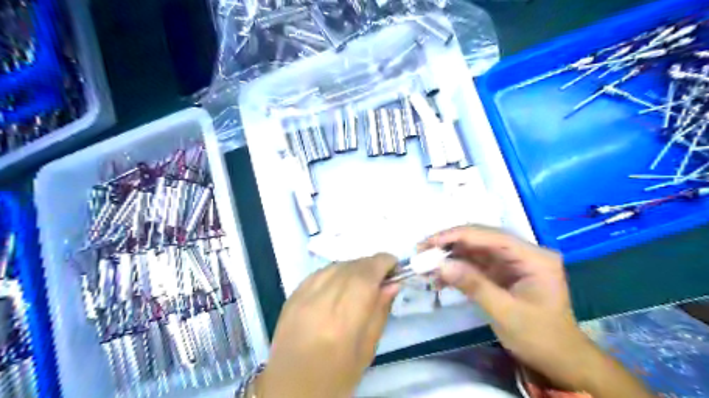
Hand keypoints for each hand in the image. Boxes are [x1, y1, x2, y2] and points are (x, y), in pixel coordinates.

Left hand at [254, 255, 397, 397]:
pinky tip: (341, 283)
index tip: (395, 266)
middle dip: (371, 264)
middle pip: (352, 266)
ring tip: (363, 280)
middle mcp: (322, 301)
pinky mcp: (292, 296)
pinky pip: (320, 272)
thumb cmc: (335, 378)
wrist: (289, 389)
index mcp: (344, 320)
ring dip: (354, 267)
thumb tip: (392, 284)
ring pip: (336, 265)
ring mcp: (303, 296)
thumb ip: (380, 312)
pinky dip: (336, 272)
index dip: (383, 263)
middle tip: (383, 275)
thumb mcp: (367, 350)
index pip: (367, 275)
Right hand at [419, 227, 593, 387]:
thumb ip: (474, 285)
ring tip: (425, 264)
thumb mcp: (506, 313)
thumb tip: (440, 265)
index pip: (491, 236)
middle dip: (450, 243)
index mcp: (533, 257)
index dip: (458, 236)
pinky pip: (475, 264)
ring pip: (474, 250)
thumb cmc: (540, 338)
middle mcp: (522, 253)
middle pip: (481, 239)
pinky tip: (439, 278)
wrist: (558, 361)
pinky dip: (456, 269)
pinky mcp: (501, 272)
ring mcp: (511, 262)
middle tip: (422, 251)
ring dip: (449, 256)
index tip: (429, 242)